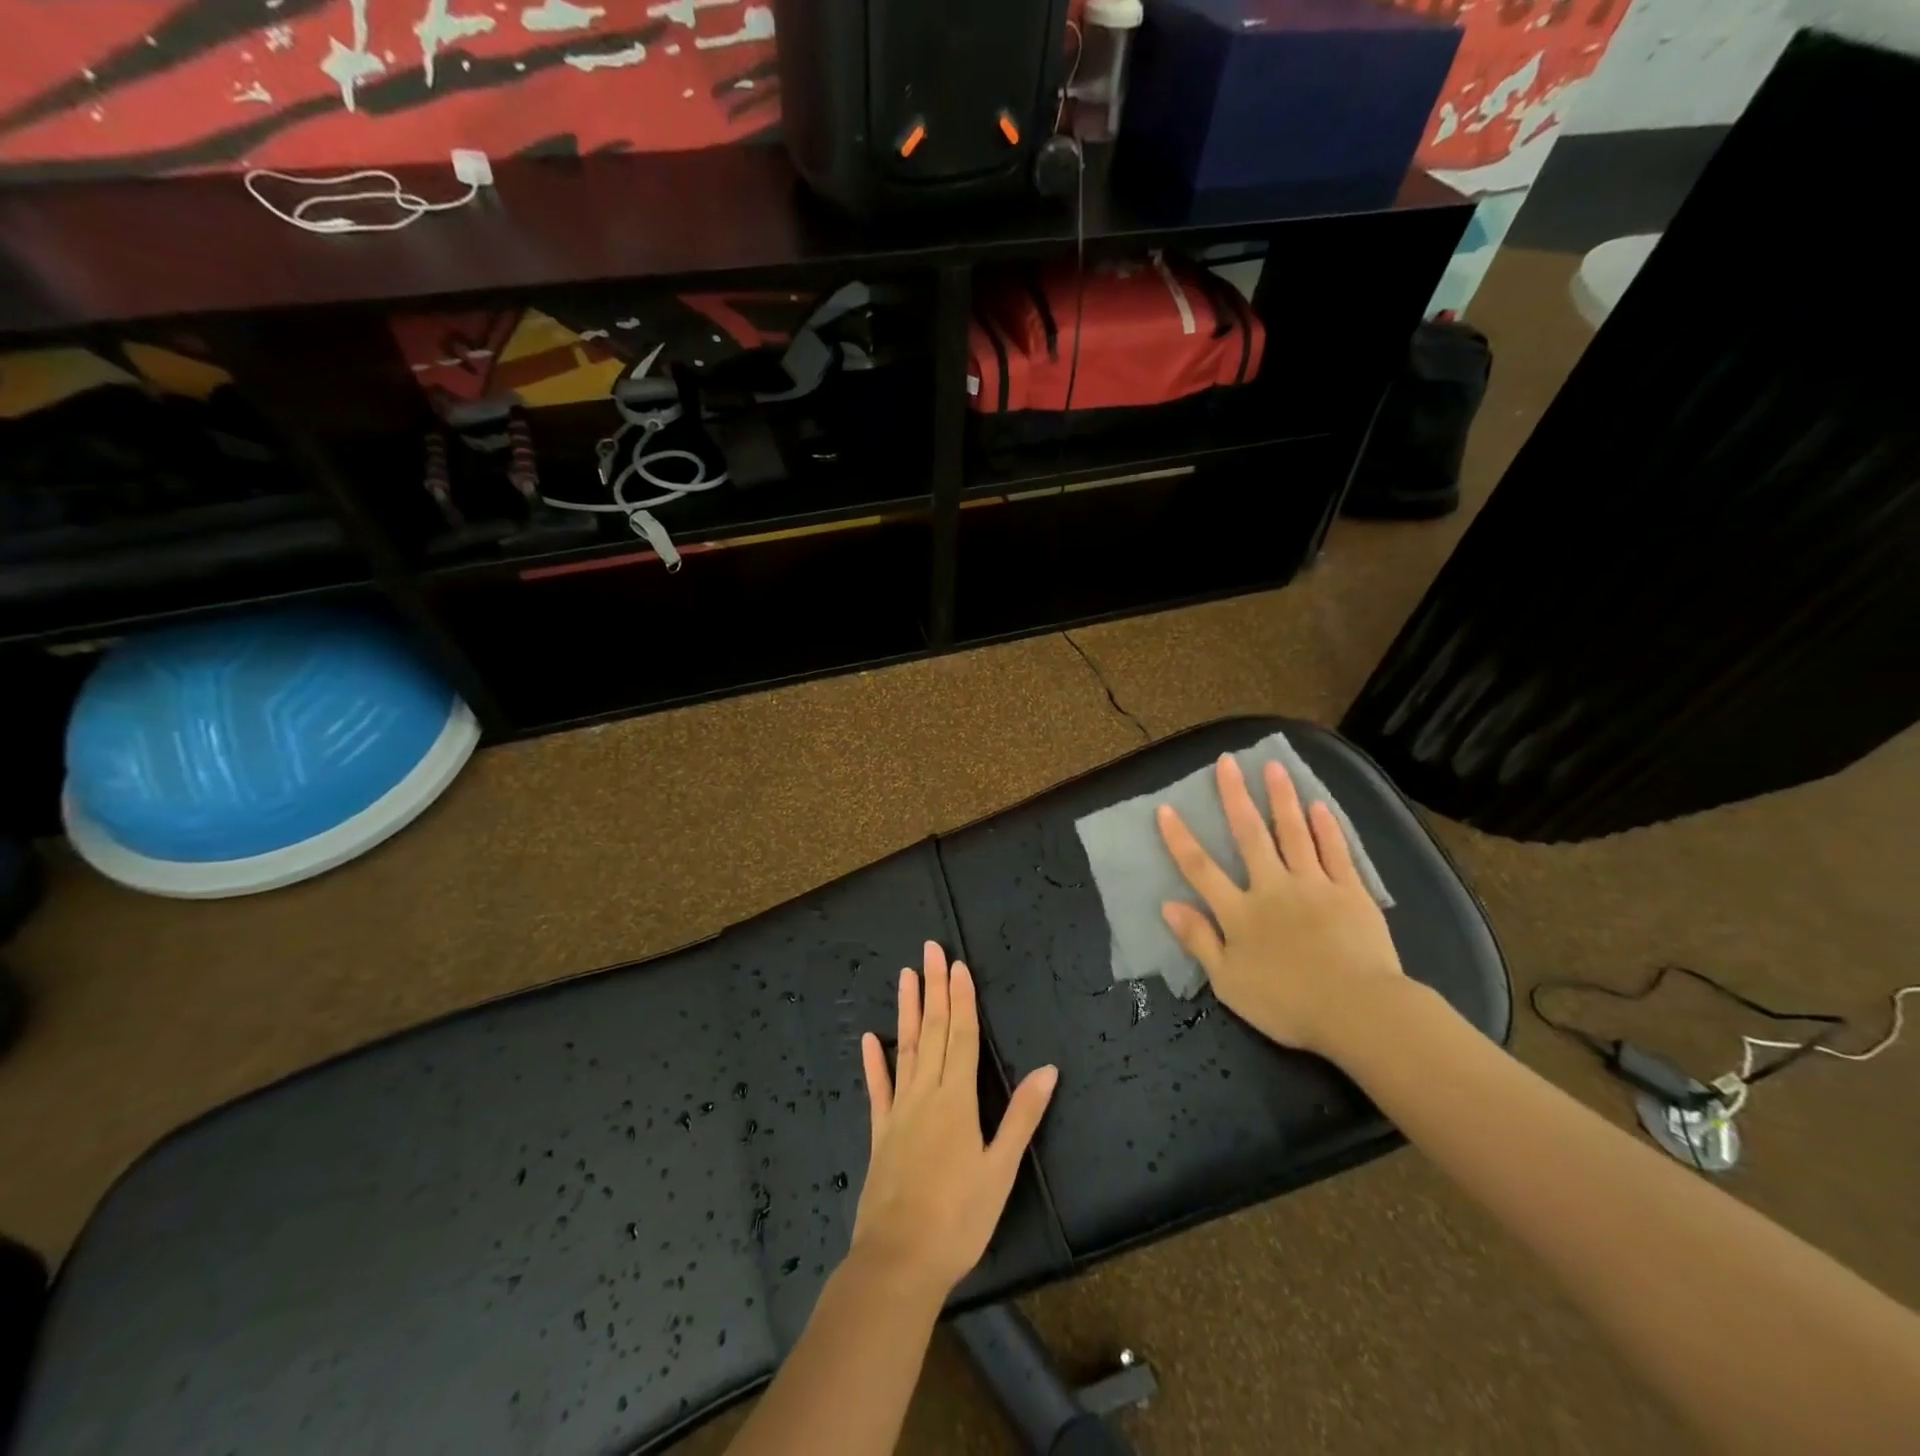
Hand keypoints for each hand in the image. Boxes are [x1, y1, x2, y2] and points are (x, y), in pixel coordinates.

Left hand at [852, 943, 1057, 1301]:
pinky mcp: (880, 1133)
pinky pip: (878, 1089)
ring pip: (906, 1049)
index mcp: (957, 1099)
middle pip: (934, 1031)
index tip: (957, 964)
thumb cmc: (959, 1218)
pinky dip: (874, 1062)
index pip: (962, 1036)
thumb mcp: (1000, 1170)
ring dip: (908, 1011)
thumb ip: (1022, 1117)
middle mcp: (926, 1094)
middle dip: (934, 988)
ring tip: (905, 976)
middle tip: (930, 950)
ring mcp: (899, 1111)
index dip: (961, 998)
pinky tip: (869, 1039)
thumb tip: (1048, 1069)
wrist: (898, 1261)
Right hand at [1155, 754, 1404, 1056]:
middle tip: (1227, 761)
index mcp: (1240, 912)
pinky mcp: (1350, 892)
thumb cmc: (1286, 1003)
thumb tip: (1167, 905)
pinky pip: (1335, 852)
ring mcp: (1313, 885)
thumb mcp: (1228, 982)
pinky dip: (1325, 827)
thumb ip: (1198, 940)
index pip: (1201, 869)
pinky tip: (1318, 805)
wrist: (1358, 1011)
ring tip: (1273, 767)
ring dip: (1281, 798)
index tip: (1166, 808)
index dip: (1180, 839)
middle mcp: (1272, 887)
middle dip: (1235, 797)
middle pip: (1249, 835)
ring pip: (1293, 833)